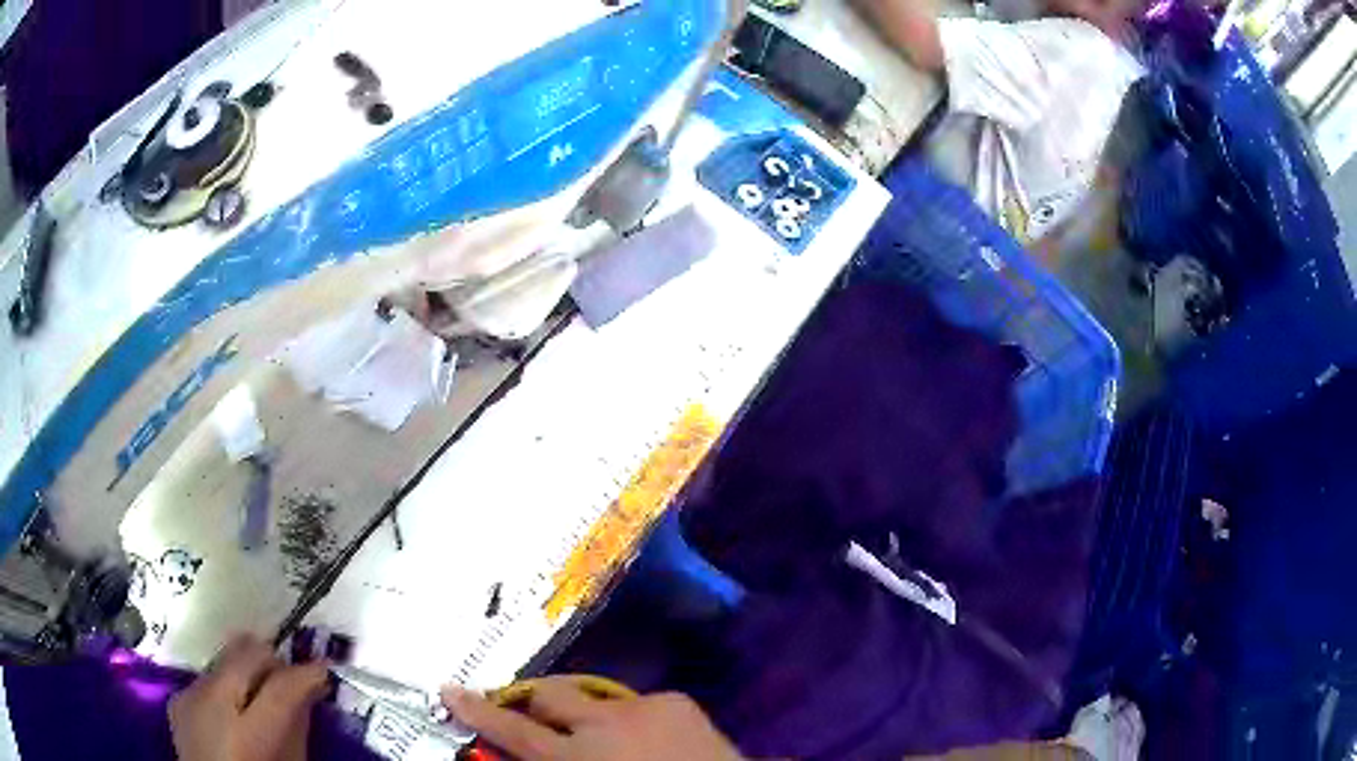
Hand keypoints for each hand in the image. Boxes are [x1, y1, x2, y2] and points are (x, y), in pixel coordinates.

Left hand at [169, 634, 329, 760]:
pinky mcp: (178, 698)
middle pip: (245, 653)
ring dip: (247, 670)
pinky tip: (234, 708)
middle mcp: (210, 702)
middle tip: (291, 677)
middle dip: (273, 660)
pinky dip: (226, 685)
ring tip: (261, 692)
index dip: (306, 672)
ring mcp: (189, 695)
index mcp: (245, 732)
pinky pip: (207, 678)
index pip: (280, 686)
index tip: (325, 667)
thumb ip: (297, 729)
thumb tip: (310, 692)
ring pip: (224, 659)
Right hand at [442, 676, 743, 760]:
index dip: (478, 712)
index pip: (514, 733)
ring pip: (589, 695)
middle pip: (548, 696)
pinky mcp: (674, 699)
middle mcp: (602, 724)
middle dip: (530, 701)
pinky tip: (644, 740)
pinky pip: (633, 704)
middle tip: (526, 714)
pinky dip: (627, 719)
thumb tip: (513, 755)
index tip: (450, 690)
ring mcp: (641, 706)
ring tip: (594, 734)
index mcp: (577, 759)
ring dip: (582, 712)